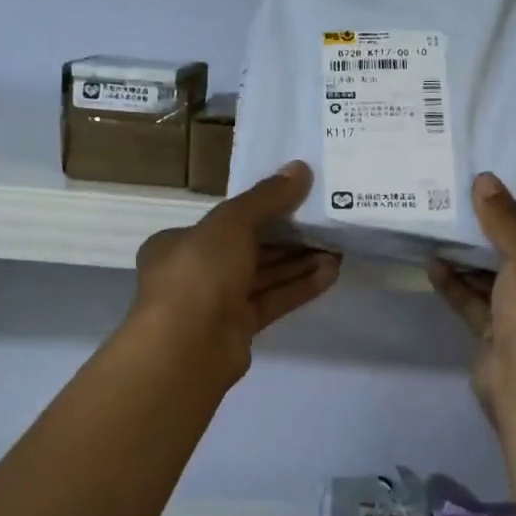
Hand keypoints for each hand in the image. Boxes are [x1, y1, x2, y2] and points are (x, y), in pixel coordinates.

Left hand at [133, 161, 340, 381]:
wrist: (188, 347)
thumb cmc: (200, 272)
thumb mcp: (232, 223)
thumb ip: (267, 197)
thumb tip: (301, 169)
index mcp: (178, 243)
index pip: (225, 222)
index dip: (261, 210)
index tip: (297, 202)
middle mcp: (195, 273)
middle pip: (247, 250)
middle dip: (288, 239)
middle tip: (326, 226)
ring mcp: (216, 304)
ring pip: (263, 277)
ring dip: (298, 263)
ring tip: (337, 250)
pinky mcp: (238, 330)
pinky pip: (272, 301)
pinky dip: (298, 288)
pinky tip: (330, 274)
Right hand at [428, 172, 515, 420]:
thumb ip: (504, 219)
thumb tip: (485, 178)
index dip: (512, 226)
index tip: (481, 206)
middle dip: (485, 245)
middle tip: (453, 218)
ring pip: (494, 288)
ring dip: (467, 265)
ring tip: (437, 238)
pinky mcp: (497, 343)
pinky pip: (476, 308)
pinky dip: (457, 288)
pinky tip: (433, 266)